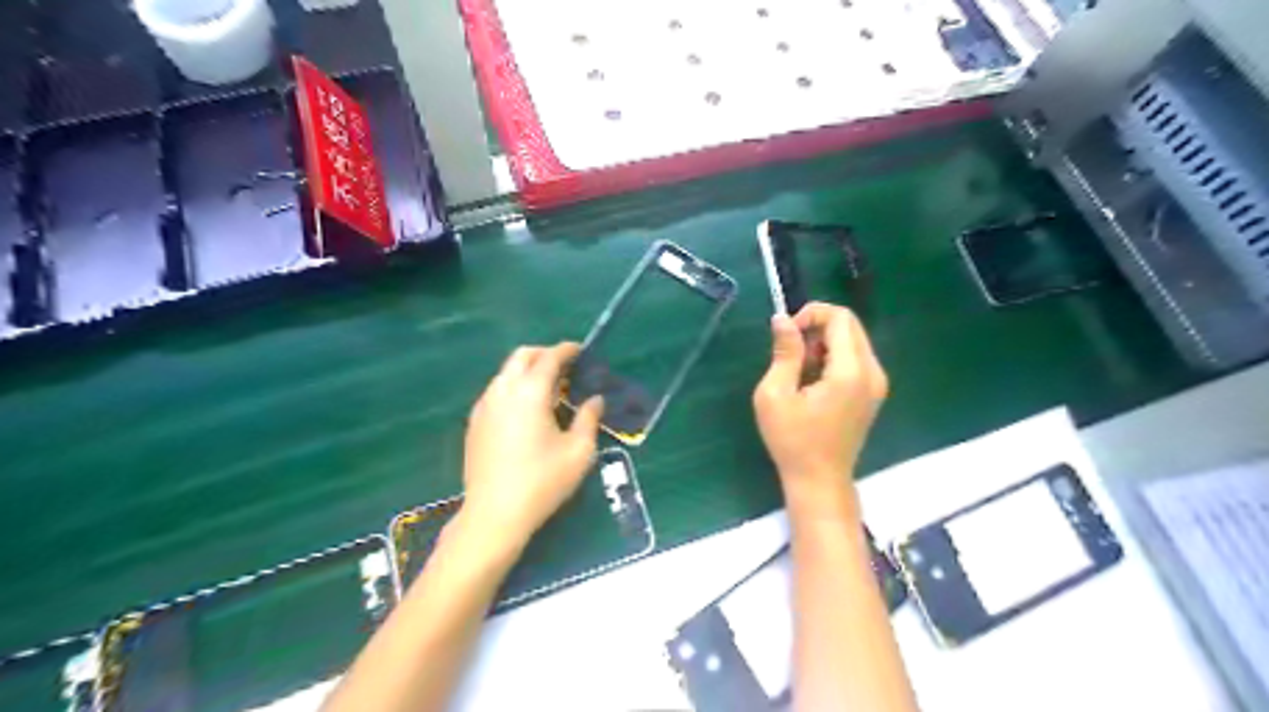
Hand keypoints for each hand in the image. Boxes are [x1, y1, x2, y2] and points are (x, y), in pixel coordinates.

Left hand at [464, 342, 605, 552]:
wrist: (494, 515)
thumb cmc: (543, 482)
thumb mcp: (578, 452)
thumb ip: (589, 419)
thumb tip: (595, 400)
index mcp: (530, 392)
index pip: (549, 357)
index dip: (567, 350)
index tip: (581, 351)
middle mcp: (503, 390)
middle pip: (522, 356)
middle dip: (545, 354)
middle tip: (566, 367)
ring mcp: (484, 406)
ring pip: (506, 373)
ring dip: (527, 370)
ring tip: (549, 389)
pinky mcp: (474, 422)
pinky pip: (496, 390)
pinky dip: (514, 387)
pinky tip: (526, 410)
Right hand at [750, 304, 891, 519]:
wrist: (819, 481)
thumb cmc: (793, 440)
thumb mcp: (775, 394)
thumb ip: (784, 352)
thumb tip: (782, 318)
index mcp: (850, 372)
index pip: (840, 318)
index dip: (811, 314)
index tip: (787, 334)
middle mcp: (873, 372)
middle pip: (850, 325)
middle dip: (818, 326)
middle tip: (791, 351)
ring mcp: (877, 383)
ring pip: (853, 340)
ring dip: (824, 342)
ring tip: (800, 369)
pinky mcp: (873, 392)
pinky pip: (855, 358)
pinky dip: (833, 357)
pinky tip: (814, 380)